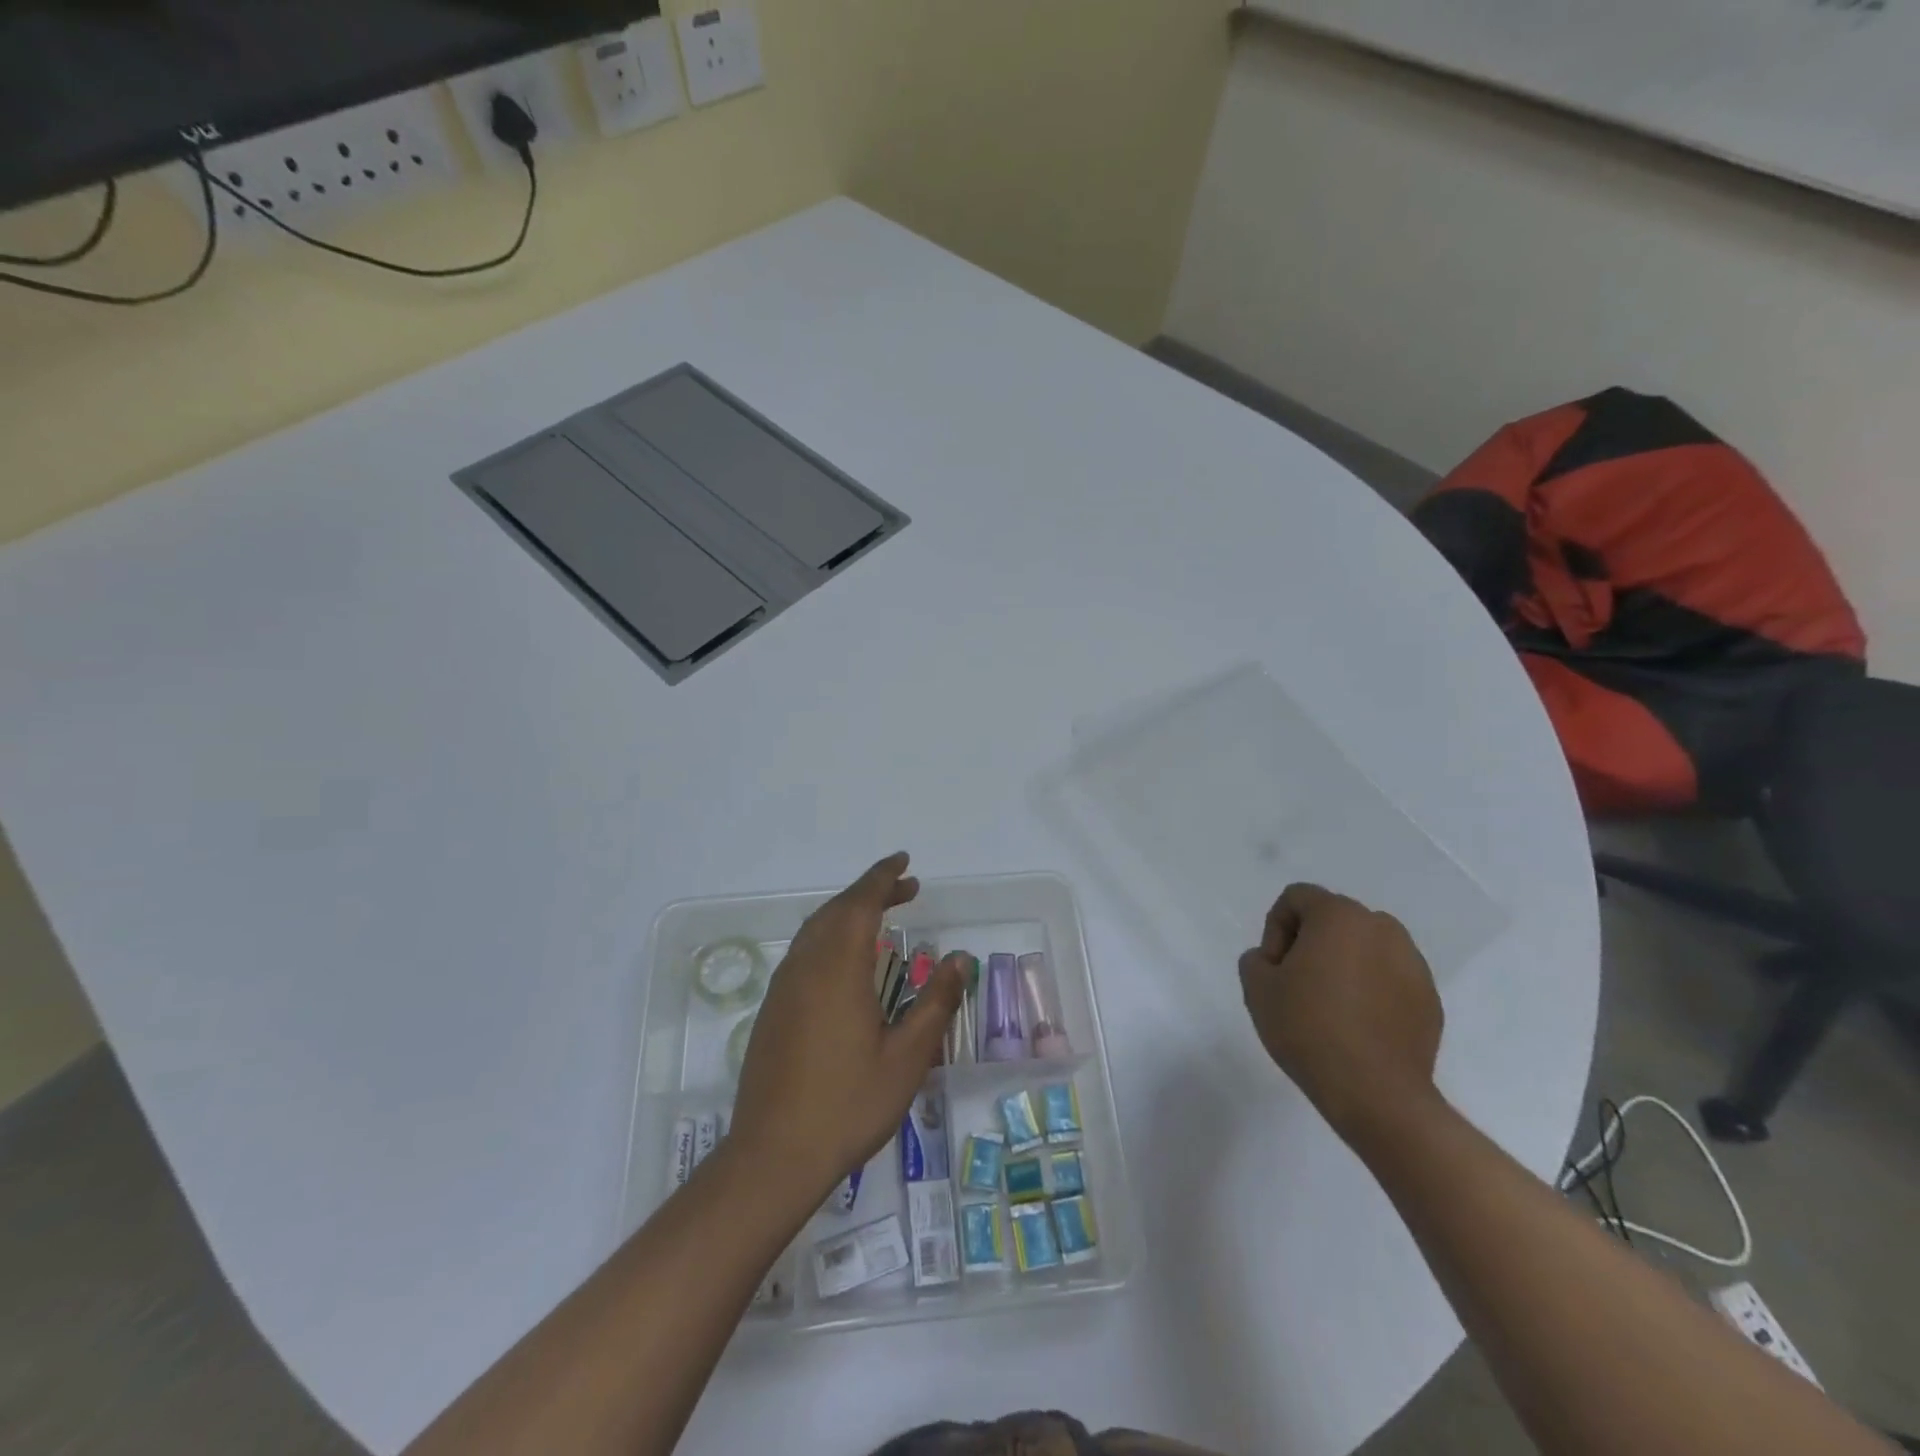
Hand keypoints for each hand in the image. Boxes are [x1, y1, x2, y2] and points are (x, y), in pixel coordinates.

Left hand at [729, 853, 964, 1211]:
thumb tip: (961, 960)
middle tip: (906, 888)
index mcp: (838, 969)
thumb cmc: (848, 1104)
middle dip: (870, 891)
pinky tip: (846, 961)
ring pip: (815, 929)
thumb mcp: (907, 1057)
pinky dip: (829, 936)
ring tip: (880, 916)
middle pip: (836, 910)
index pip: (860, 903)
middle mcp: (806, 967)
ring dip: (848, 913)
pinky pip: (803, 952)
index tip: (905, 863)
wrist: (774, 1156)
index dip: (883, 878)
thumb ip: (935, 1003)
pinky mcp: (773, 1010)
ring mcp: (784, 988)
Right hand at [1237, 883, 1443, 1141]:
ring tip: (1329, 1007)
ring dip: (1343, 966)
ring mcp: (1413, 963)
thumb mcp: (1256, 987)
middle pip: (1333, 920)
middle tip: (1296, 986)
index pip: (1296, 898)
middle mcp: (1382, 928)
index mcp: (1339, 916)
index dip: (1275, 929)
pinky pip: (1389, 979)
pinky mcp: (1430, 999)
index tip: (1275, 969)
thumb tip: (1276, 962)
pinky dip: (1370, 991)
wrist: (1376, 1094)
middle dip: (1310, 944)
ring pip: (1364, 948)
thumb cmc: (1309, 1028)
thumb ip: (1256, 959)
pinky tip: (1357, 1028)